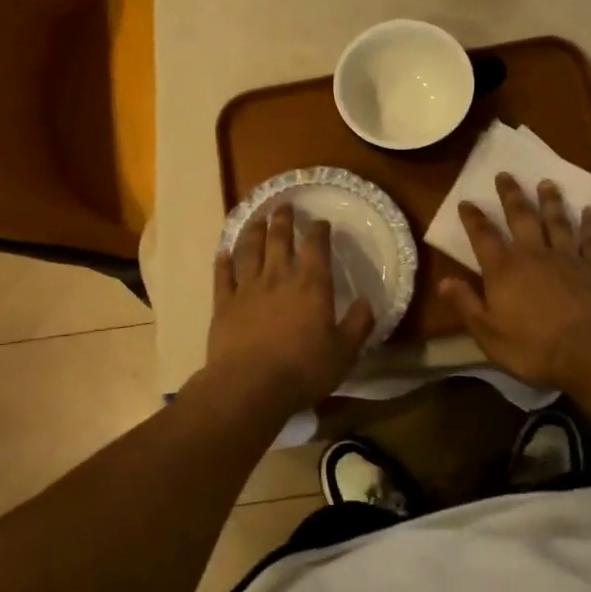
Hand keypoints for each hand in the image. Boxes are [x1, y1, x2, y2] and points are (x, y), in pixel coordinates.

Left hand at [208, 203, 376, 408]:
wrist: (249, 386)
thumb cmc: (303, 369)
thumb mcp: (344, 352)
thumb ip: (358, 325)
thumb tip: (368, 302)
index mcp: (311, 285)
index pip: (316, 247)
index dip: (319, 231)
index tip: (321, 222)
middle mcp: (278, 277)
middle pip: (279, 239)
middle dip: (282, 219)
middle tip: (283, 205)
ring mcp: (248, 288)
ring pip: (249, 250)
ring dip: (253, 231)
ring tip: (256, 217)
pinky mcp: (224, 304)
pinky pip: (223, 276)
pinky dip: (223, 262)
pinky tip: (223, 253)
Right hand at [439, 175, 590, 387]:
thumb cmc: (534, 347)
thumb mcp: (488, 333)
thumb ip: (466, 304)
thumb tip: (443, 281)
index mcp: (503, 270)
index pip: (483, 237)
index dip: (473, 219)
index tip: (466, 201)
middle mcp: (534, 254)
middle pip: (521, 217)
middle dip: (511, 195)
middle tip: (505, 174)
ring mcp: (568, 258)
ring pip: (557, 221)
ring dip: (550, 201)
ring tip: (546, 182)